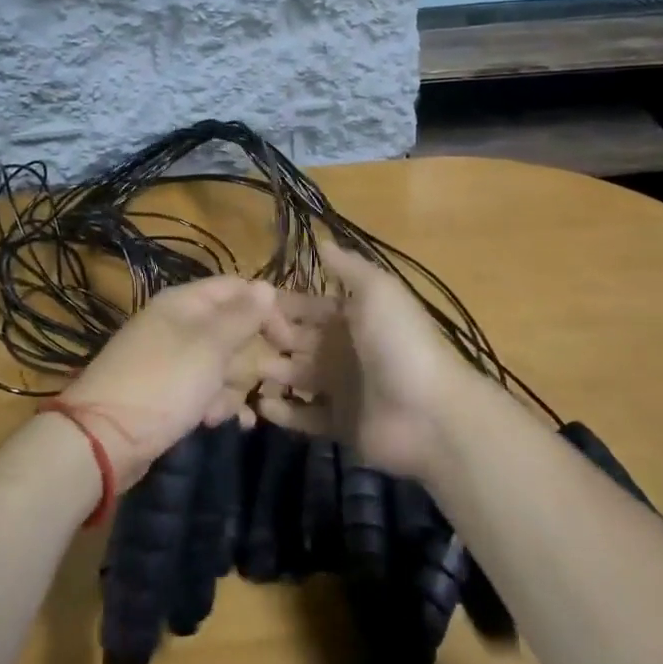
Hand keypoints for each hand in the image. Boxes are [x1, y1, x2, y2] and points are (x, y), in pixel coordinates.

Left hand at [59, 276, 276, 490]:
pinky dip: (215, 404)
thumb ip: (241, 317)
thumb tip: (266, 286)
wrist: (105, 438)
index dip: (267, 309)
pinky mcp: (168, 392)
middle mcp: (179, 324)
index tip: (289, 342)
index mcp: (185, 303)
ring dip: (231, 387)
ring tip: (220, 409)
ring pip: (222, 363)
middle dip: (250, 358)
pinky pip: (204, 389)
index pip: (237, 288)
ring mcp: (172, 359)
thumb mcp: (209, 346)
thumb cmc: (163, 383)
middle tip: (262, 383)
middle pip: (232, 328)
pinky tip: (220, 422)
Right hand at [256, 244, 472, 479]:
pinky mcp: (339, 424)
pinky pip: (305, 415)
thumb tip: (321, 239)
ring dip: (269, 373)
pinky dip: (284, 411)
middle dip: (266, 339)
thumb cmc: (398, 342)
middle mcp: (342, 349)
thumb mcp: (377, 291)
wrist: (431, 413)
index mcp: (350, 317)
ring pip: (295, 377)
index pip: (306, 306)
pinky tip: (261, 405)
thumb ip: (348, 267)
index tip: (243, 303)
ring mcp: (340, 388)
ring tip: (237, 372)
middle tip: (231, 341)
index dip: (279, 305)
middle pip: (294, 341)